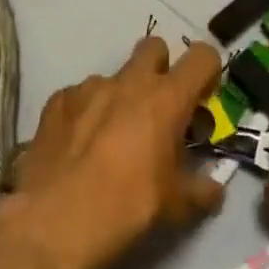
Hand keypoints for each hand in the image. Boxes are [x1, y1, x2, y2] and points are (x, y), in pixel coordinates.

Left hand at [0, 36, 224, 268]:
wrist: (54, 221)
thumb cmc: (127, 207)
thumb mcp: (176, 206)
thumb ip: (202, 189)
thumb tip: (214, 187)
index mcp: (166, 99)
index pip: (201, 56)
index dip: (207, 72)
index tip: (202, 100)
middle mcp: (128, 82)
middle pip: (154, 47)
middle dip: (161, 68)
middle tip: (158, 109)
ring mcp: (88, 88)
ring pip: (114, 76)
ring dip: (120, 97)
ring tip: (112, 138)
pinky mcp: (57, 101)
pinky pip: (80, 96)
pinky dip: (86, 113)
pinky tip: (79, 146)